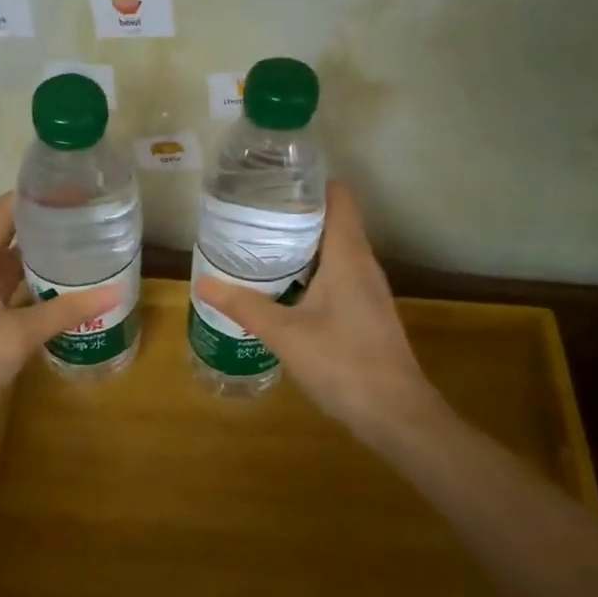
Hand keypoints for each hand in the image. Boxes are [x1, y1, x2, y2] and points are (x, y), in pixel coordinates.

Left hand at [0, 193, 112, 453]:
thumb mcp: (16, 334)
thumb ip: (65, 310)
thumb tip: (116, 292)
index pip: (6, 211)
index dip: (40, 196)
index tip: (81, 190)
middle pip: (14, 237)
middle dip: (52, 229)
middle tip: (98, 224)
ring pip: (17, 270)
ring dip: (48, 263)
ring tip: (93, 254)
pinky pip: (16, 297)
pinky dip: (41, 293)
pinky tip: (73, 296)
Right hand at [193, 181, 445, 448]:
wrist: (395, 413)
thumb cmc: (343, 363)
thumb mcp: (285, 334)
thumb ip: (244, 306)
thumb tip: (202, 282)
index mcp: (348, 254)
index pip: (338, 196)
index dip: (308, 182)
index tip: (271, 183)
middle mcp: (363, 263)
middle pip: (332, 220)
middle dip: (294, 213)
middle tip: (251, 214)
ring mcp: (368, 289)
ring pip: (334, 250)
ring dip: (301, 244)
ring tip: (259, 245)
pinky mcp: (366, 311)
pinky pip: (337, 275)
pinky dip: (310, 271)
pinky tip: (283, 287)